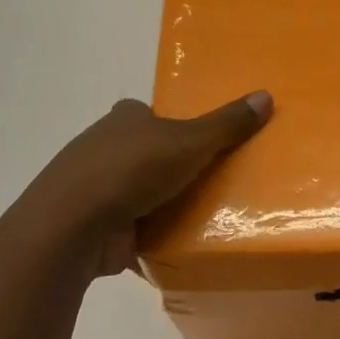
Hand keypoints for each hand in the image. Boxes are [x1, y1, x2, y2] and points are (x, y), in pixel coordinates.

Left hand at [18, 91, 272, 276]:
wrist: (73, 226)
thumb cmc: (131, 169)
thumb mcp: (190, 141)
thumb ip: (227, 124)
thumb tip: (266, 95)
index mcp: (124, 120)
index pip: (152, 115)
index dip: (175, 125)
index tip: (203, 142)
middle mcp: (105, 148)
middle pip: (147, 153)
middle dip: (172, 166)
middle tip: (215, 180)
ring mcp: (96, 189)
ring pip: (138, 191)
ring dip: (162, 202)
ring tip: (206, 214)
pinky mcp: (96, 226)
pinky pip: (132, 226)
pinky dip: (151, 232)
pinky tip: (179, 243)